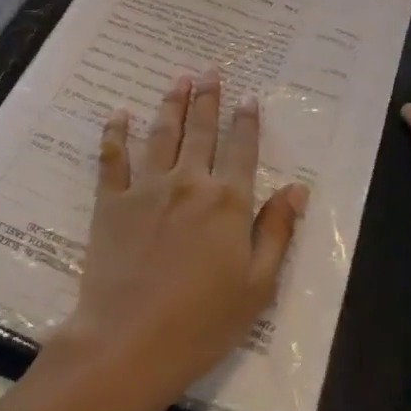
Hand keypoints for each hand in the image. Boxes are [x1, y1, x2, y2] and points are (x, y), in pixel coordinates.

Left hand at [45, 71, 307, 410]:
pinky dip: (116, 133)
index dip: (246, 121)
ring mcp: (147, 187)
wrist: (131, 340)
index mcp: (227, 202)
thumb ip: (277, 231)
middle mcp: (189, 182)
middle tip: (209, 71)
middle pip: (201, 130)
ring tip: (178, 79)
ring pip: (162, 133)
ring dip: (172, 103)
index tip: (248, 98)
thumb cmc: (203, 321)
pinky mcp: (112, 200)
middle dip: (207, 98)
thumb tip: (297, 189)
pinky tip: (118, 114)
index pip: (242, 149)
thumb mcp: (257, 285)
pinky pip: (113, 157)